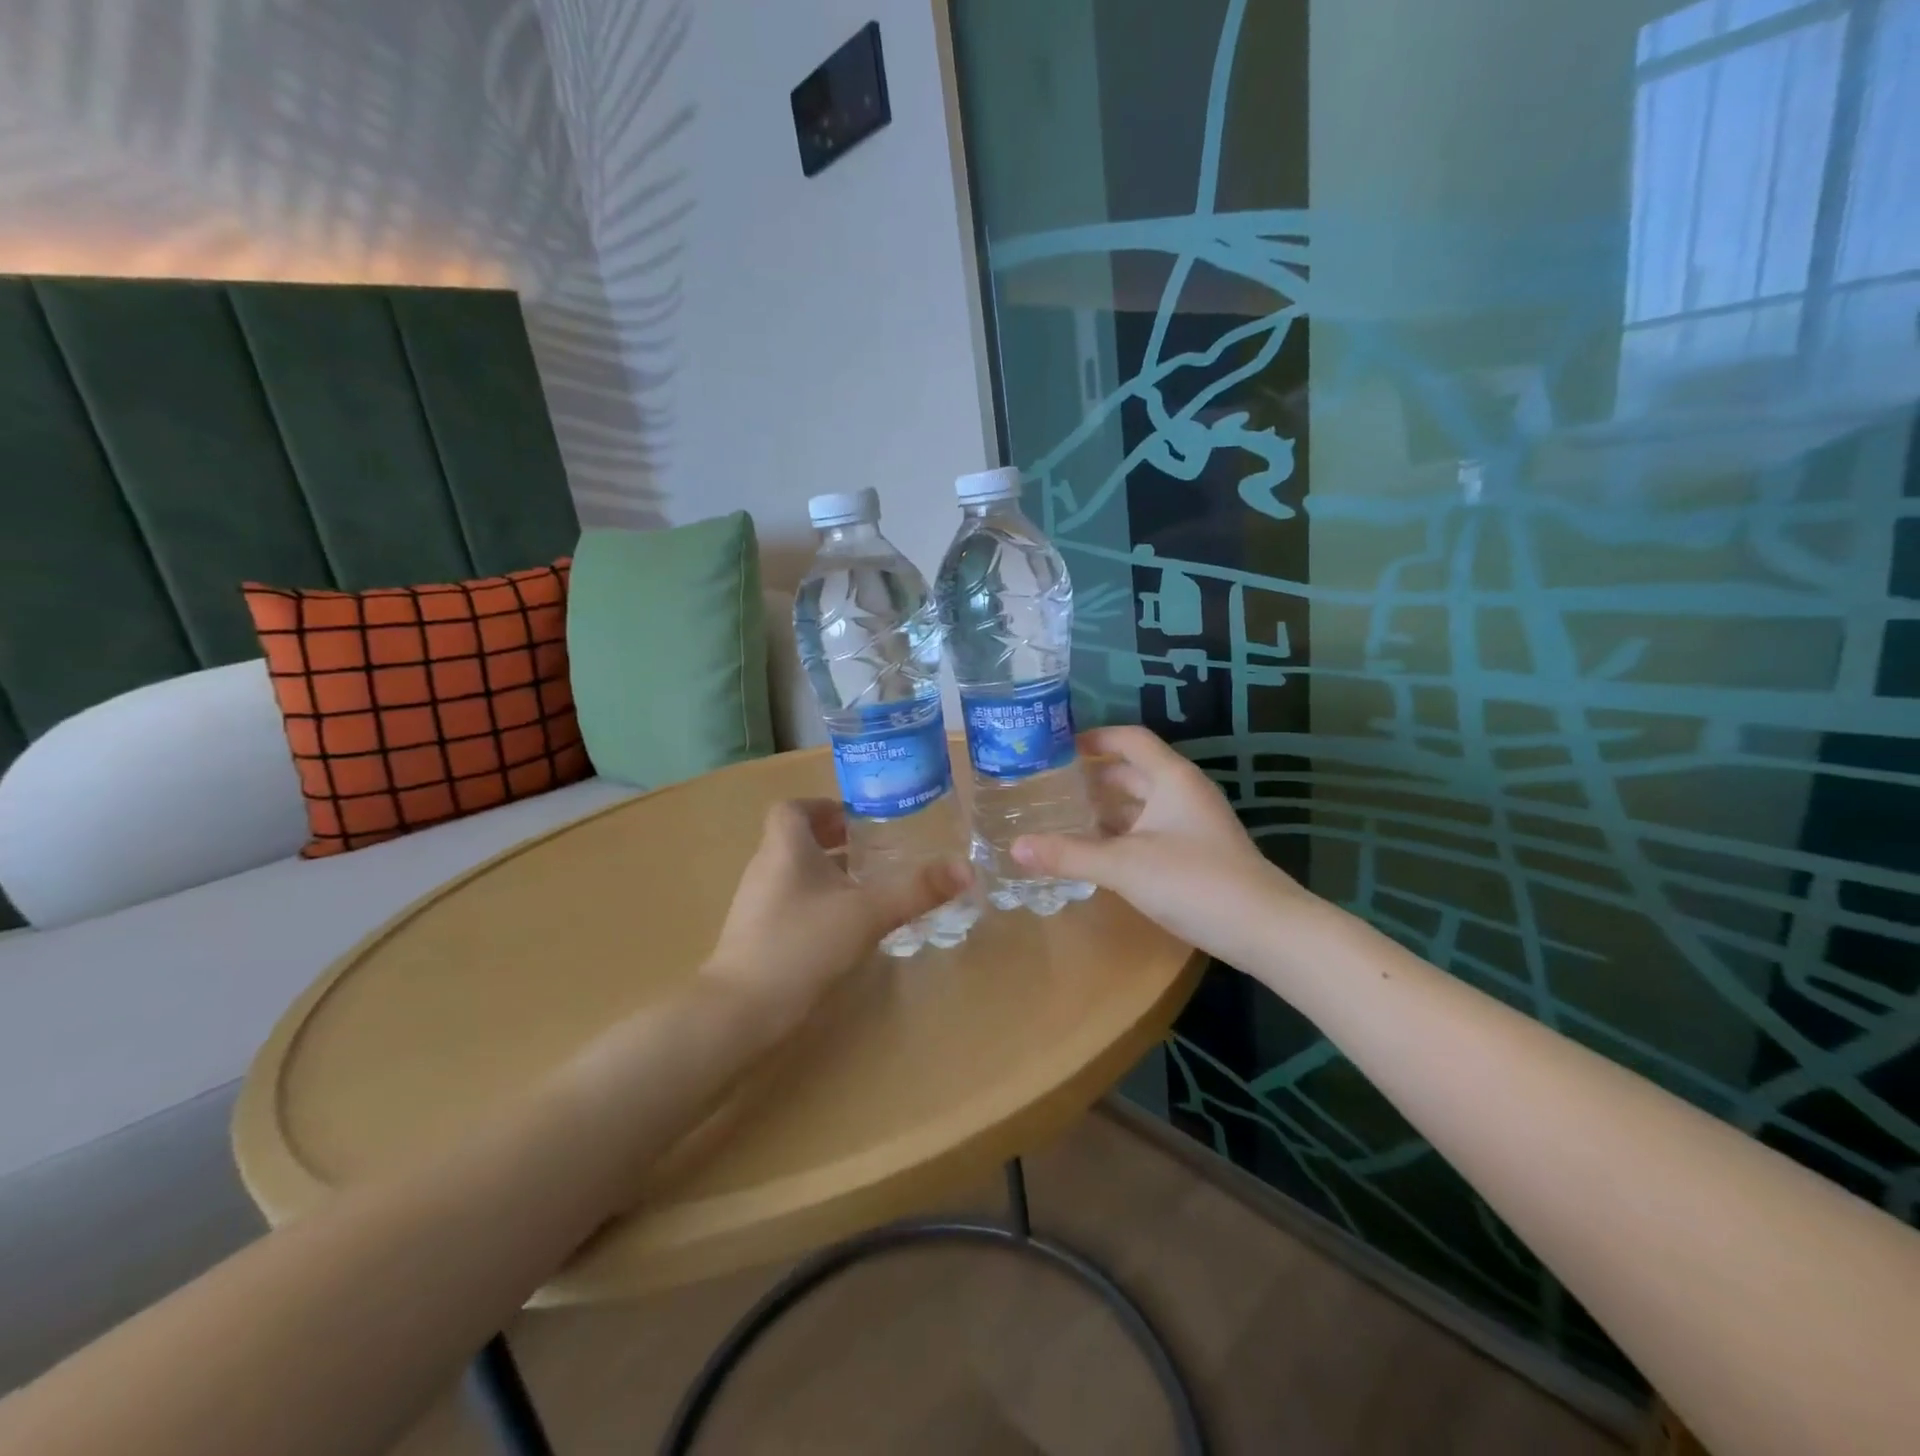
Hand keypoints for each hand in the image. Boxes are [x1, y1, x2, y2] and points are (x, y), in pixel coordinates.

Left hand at [703, 799, 969, 1014]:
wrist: (740, 1012)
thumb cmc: (802, 945)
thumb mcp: (868, 913)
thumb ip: (917, 889)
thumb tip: (967, 868)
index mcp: (785, 847)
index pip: (794, 808)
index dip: (825, 808)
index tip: (860, 822)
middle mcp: (766, 867)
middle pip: (799, 840)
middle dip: (838, 843)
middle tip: (878, 854)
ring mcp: (757, 904)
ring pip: (797, 874)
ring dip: (830, 874)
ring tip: (870, 889)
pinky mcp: (757, 936)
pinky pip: (792, 904)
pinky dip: (819, 904)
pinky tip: (846, 928)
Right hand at [1012, 726, 1309, 959]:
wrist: (1266, 929)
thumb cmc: (1195, 882)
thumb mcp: (1124, 866)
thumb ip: (1069, 855)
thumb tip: (1014, 847)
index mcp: (1171, 778)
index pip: (1130, 739)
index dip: (1094, 738)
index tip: (1056, 746)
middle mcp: (1183, 792)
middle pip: (1132, 771)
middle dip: (1092, 776)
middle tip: (1048, 785)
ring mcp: (1191, 824)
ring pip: (1140, 804)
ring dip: (1105, 807)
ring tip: (1062, 815)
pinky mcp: (1194, 853)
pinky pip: (1148, 830)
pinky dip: (1120, 833)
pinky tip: (1095, 851)